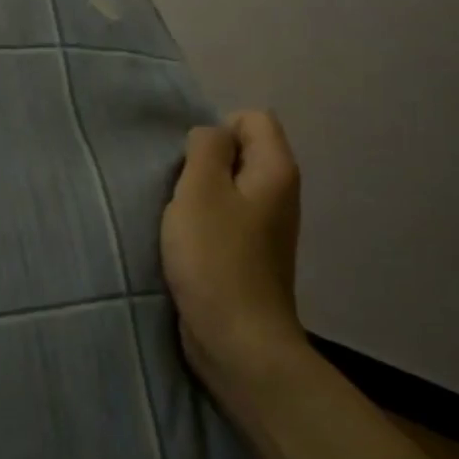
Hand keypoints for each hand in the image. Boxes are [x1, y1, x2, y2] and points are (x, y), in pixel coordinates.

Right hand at [160, 111, 309, 418]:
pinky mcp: (250, 254)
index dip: (217, 131)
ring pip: (228, 187)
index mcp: (275, 170)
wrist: (237, 340)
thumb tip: (211, 136)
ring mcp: (267, 227)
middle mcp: (280, 193)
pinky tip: (185, 244)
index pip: (252, 118)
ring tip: (178, 219)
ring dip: (198, 196)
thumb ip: (205, 149)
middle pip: (240, 152)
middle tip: (180, 191)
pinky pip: (225, 219)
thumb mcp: (200, 190)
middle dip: (203, 164)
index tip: (190, 164)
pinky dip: (203, 223)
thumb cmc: (215, 259)